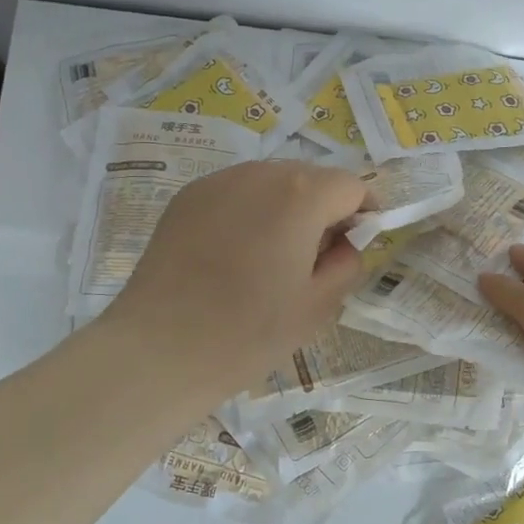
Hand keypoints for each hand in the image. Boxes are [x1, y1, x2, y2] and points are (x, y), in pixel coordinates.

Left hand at [96, 159, 370, 399]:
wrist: (160, 349)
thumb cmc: (249, 332)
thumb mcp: (319, 305)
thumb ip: (348, 262)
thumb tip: (346, 242)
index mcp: (301, 195)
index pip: (352, 186)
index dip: (364, 213)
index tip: (358, 245)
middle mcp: (260, 174)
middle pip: (311, 178)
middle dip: (325, 209)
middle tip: (316, 259)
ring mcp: (218, 182)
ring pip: (272, 182)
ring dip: (286, 208)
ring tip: (272, 258)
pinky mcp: (187, 198)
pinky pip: (236, 194)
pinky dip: (250, 212)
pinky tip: (235, 255)